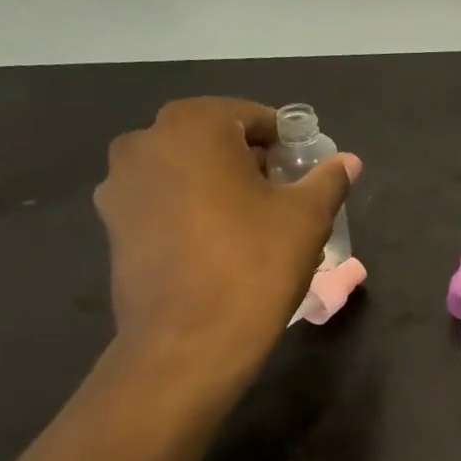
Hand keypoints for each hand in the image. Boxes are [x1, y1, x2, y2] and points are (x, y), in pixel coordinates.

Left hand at [95, 97, 358, 354]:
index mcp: (193, 125)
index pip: (252, 118)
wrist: (188, 342)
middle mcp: (145, 142)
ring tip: (251, 223)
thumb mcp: (307, 216)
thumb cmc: (253, 263)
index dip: (285, 142)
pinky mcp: (112, 225)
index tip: (304, 171)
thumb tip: (348, 162)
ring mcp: (120, 185)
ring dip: (218, 184)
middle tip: (283, 196)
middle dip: (250, 161)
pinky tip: (217, 244)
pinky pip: (163, 201)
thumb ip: (328, 179)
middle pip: (214, 140)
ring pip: (185, 170)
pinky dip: (190, 210)